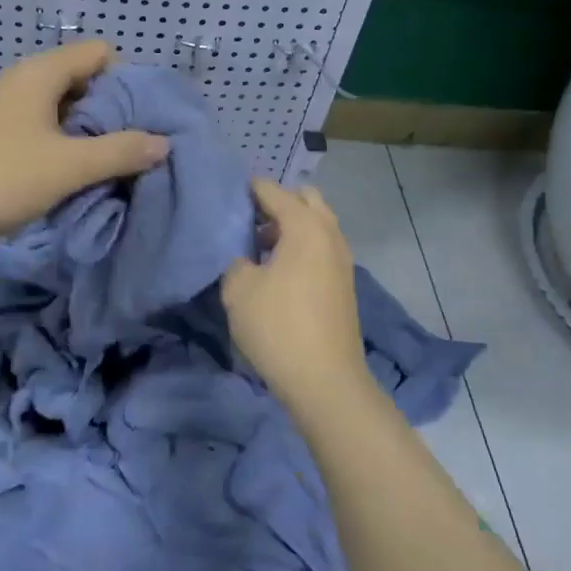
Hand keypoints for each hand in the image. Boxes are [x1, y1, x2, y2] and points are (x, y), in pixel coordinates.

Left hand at [0, 41, 169, 245]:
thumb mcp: (66, 167)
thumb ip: (119, 152)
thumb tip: (162, 142)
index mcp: (42, 73)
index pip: (101, 53)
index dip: (128, 81)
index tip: (141, 121)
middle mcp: (22, 81)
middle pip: (82, 82)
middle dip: (110, 114)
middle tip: (131, 151)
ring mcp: (1, 108)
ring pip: (59, 111)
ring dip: (84, 136)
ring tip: (103, 171)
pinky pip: (36, 131)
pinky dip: (57, 148)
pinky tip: (63, 180)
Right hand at [220, 178, 369, 403]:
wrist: (326, 381)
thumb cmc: (278, 326)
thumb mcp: (238, 289)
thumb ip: (236, 261)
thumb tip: (245, 259)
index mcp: (305, 226)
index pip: (273, 191)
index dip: (248, 189)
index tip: (226, 196)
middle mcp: (329, 234)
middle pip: (305, 200)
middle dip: (278, 203)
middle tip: (249, 222)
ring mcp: (342, 259)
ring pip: (317, 225)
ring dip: (291, 228)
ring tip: (259, 250)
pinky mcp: (344, 284)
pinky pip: (321, 248)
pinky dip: (302, 248)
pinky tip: (278, 273)